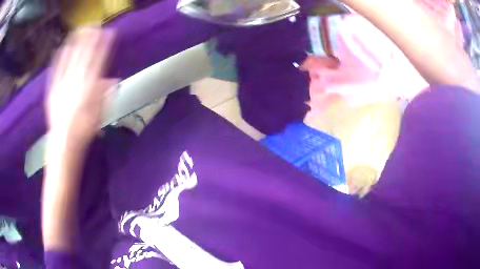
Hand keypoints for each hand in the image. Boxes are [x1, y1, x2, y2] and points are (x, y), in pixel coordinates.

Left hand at [47, 28, 117, 146]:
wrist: (64, 144)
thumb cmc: (84, 131)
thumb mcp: (99, 114)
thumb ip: (105, 94)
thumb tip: (113, 79)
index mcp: (89, 89)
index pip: (99, 61)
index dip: (104, 45)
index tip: (109, 33)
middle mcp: (76, 83)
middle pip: (84, 56)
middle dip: (91, 39)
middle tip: (95, 25)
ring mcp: (62, 85)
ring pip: (70, 59)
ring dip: (75, 43)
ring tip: (80, 30)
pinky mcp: (52, 90)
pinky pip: (56, 70)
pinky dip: (59, 58)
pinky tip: (62, 48)